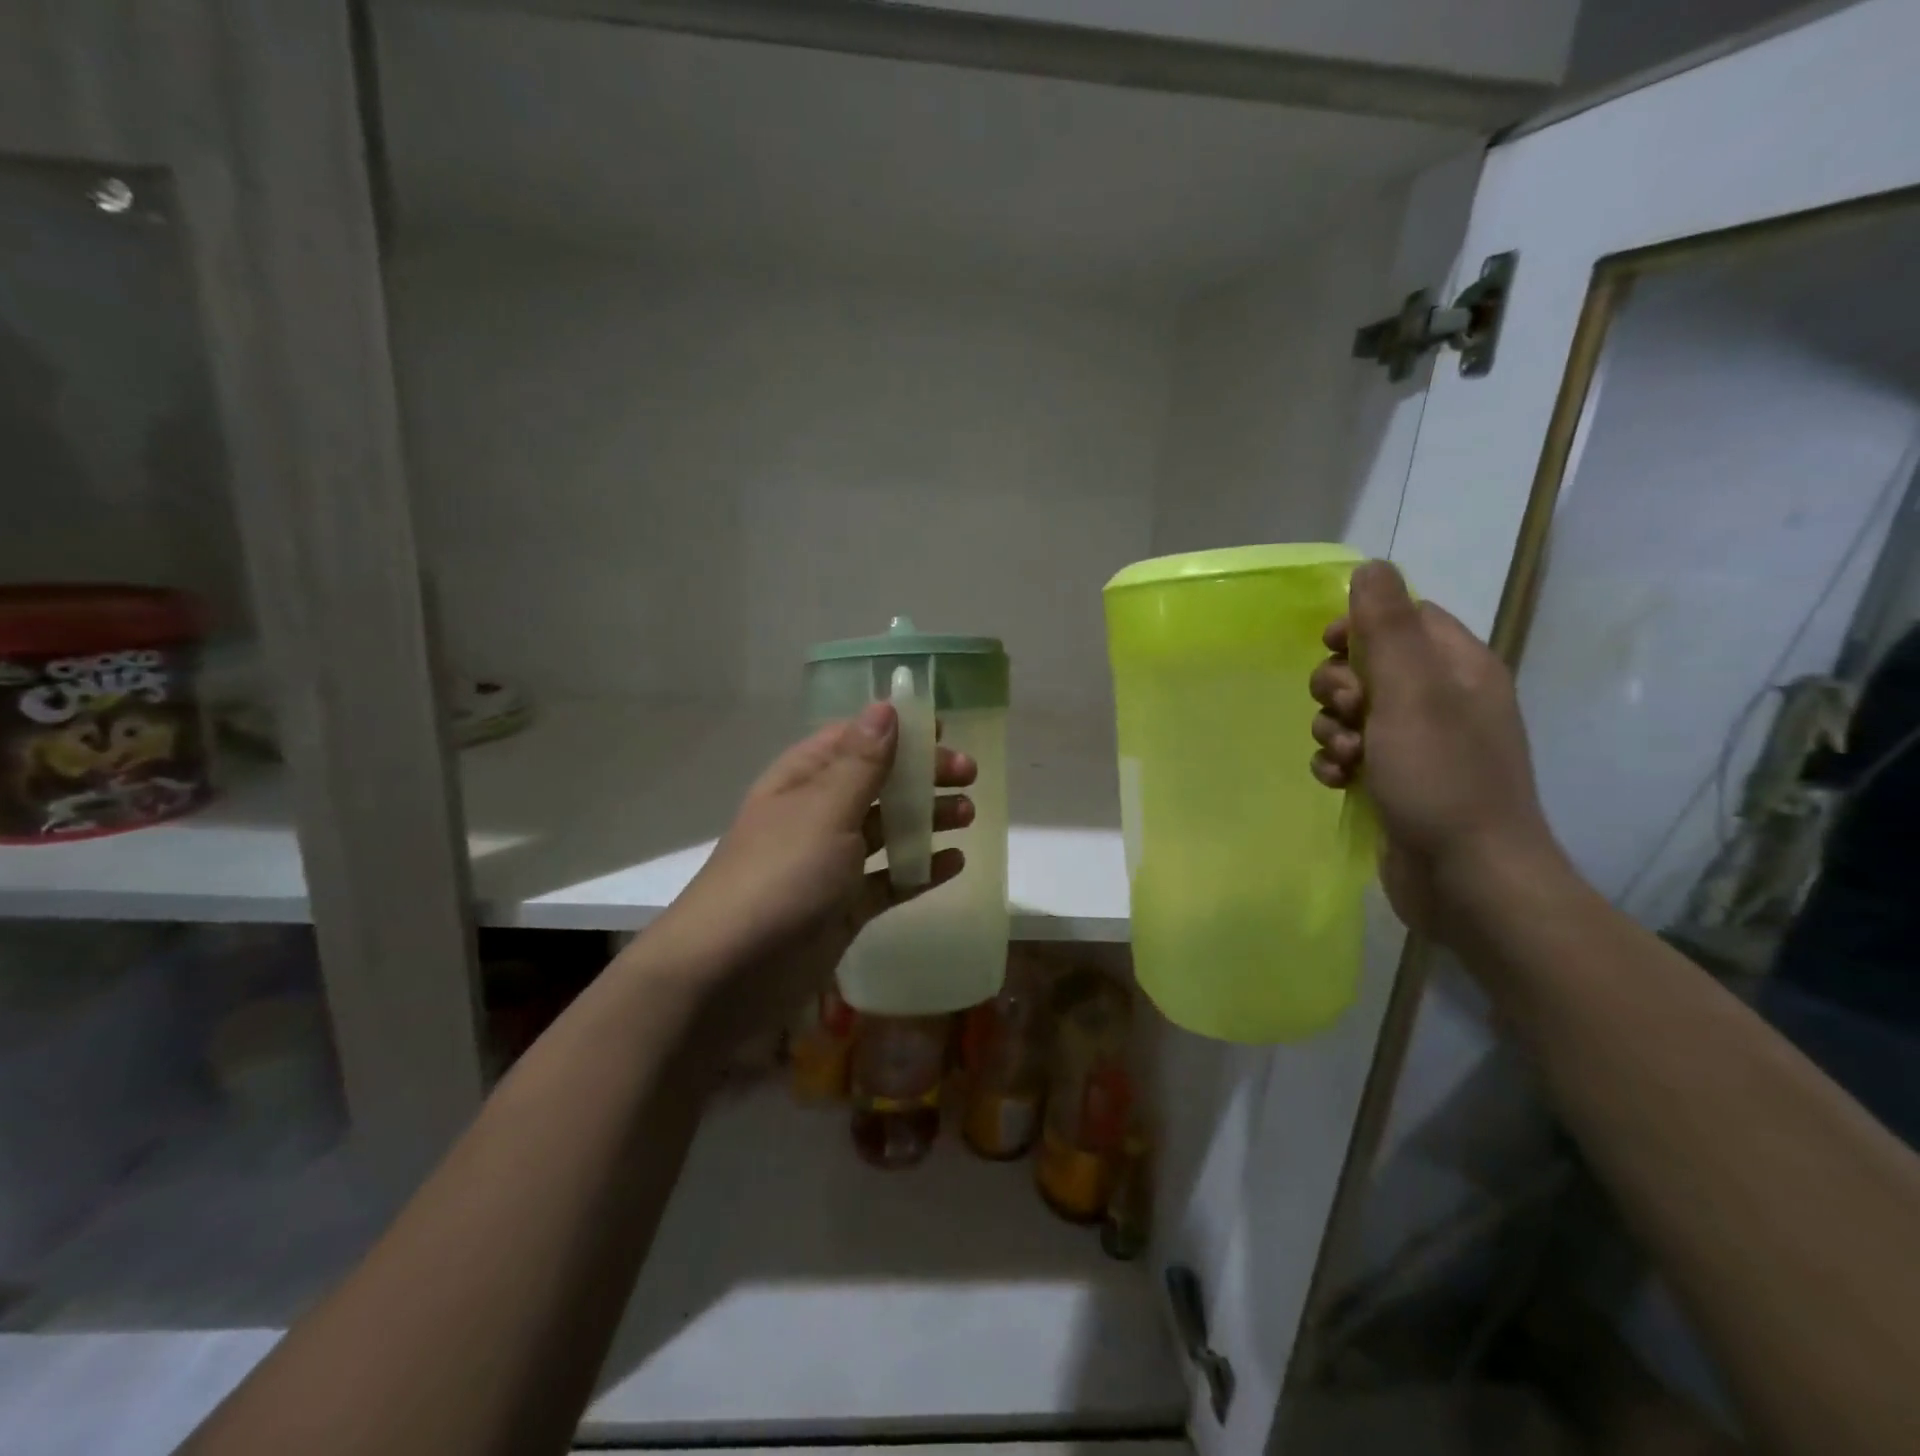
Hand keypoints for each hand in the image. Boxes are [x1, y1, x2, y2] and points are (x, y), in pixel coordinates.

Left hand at [646, 702, 976, 1045]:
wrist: (728, 975)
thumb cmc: (780, 876)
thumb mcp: (825, 811)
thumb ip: (862, 762)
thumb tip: (885, 706)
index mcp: (803, 780)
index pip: (853, 739)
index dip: (897, 730)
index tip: (944, 730)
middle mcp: (817, 816)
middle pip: (878, 783)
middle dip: (922, 775)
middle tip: (969, 775)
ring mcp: (830, 865)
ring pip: (886, 830)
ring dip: (926, 819)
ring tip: (967, 815)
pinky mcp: (843, 909)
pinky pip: (889, 881)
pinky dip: (920, 870)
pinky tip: (954, 863)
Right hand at [1308, 560, 1564, 939]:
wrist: (1467, 878)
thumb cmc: (1442, 777)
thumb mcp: (1411, 692)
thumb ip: (1386, 628)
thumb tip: (1371, 567)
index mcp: (1459, 668)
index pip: (1405, 618)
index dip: (1360, 626)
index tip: (1328, 646)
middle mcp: (1442, 700)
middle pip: (1370, 666)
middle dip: (1339, 686)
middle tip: (1347, 711)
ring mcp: (1419, 744)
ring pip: (1353, 713)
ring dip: (1332, 728)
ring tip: (1345, 756)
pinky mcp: (1397, 781)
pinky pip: (1352, 753)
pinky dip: (1337, 762)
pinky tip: (1338, 781)